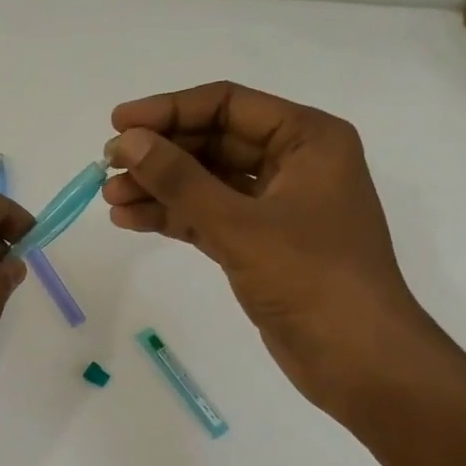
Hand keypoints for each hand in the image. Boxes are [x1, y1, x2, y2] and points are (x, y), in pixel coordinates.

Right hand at [104, 81, 438, 418]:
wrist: (358, 360)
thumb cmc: (311, 278)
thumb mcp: (240, 225)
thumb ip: (180, 180)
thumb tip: (127, 142)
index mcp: (307, 139)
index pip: (228, 105)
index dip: (169, 110)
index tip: (118, 123)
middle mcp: (293, 163)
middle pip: (214, 142)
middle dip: (160, 154)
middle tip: (107, 166)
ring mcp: (276, 206)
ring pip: (207, 182)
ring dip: (160, 187)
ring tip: (110, 198)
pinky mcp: (260, 244)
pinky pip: (209, 216)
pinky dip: (173, 216)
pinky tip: (130, 220)